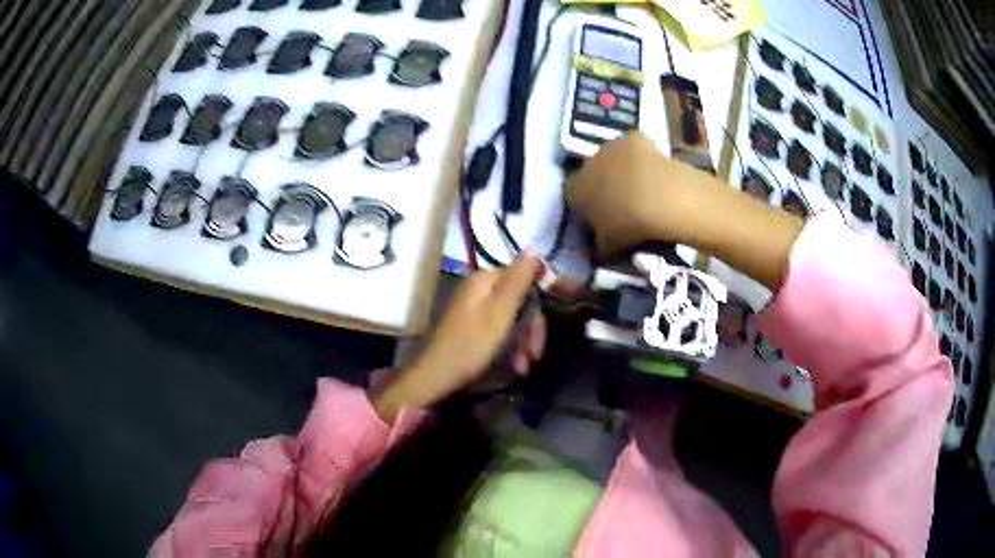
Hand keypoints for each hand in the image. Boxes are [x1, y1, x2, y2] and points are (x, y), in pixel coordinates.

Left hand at [373, 251, 544, 421]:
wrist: (435, 377)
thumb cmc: (471, 345)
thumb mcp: (500, 313)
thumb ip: (518, 280)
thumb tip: (534, 248)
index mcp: (485, 280)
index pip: (526, 278)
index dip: (541, 300)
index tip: (549, 325)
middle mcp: (479, 288)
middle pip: (519, 300)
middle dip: (531, 329)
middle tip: (535, 355)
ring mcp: (474, 307)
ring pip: (512, 318)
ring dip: (522, 343)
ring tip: (524, 367)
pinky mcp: (472, 326)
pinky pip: (500, 330)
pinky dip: (510, 347)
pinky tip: (514, 366)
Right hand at [564, 132, 701, 255]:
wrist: (662, 200)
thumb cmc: (629, 228)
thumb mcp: (607, 249)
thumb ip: (597, 248)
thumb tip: (596, 250)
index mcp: (574, 190)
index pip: (571, 197)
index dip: (584, 208)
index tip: (599, 221)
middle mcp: (585, 163)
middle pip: (591, 174)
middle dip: (603, 187)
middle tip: (622, 207)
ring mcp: (609, 147)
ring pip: (611, 160)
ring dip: (621, 171)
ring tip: (642, 191)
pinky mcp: (632, 138)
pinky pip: (634, 149)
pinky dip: (641, 158)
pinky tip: (655, 174)